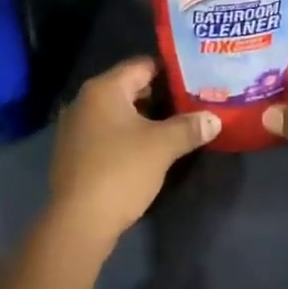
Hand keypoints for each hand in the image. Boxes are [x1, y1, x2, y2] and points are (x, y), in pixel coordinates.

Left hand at [47, 58, 219, 248]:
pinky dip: (126, 135)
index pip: (142, 65)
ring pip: (117, 112)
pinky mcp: (73, 153)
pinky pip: (105, 132)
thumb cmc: (121, 171)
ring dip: (143, 118)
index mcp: (104, 89)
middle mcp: (84, 100)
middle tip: (190, 103)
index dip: (170, 71)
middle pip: (129, 87)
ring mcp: (74, 127)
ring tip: (174, 126)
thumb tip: (214, 119)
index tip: (194, 80)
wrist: (78, 223)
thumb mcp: (162, 147)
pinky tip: (146, 150)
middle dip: (159, 96)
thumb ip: (189, 127)